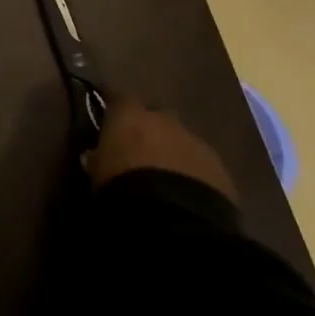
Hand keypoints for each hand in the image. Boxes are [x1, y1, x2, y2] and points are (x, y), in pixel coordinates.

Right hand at [85, 95, 238, 201]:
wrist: (174, 217)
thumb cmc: (123, 185)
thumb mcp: (97, 172)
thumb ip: (97, 158)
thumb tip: (93, 154)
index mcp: (131, 115)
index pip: (120, 98)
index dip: (116, 109)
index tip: (110, 119)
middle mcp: (165, 120)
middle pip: (156, 117)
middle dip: (150, 131)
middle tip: (140, 152)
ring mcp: (196, 143)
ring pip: (182, 141)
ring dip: (174, 153)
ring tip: (165, 179)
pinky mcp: (220, 170)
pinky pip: (203, 166)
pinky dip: (194, 174)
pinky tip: (187, 195)